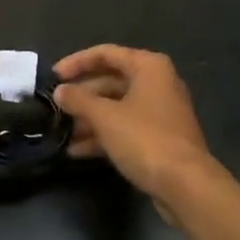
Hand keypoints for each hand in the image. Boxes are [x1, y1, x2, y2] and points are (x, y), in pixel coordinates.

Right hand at [52, 46, 213, 204]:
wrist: (186, 185)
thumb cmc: (145, 139)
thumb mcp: (105, 117)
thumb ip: (79, 100)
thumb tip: (60, 91)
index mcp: (148, 67)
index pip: (105, 54)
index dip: (76, 62)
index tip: (53, 76)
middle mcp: (157, 83)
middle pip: (110, 81)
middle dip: (82, 96)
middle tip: (55, 107)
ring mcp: (160, 112)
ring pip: (117, 107)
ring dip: (89, 119)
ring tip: (61, 132)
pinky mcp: (160, 138)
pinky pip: (126, 128)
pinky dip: (104, 135)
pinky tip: (77, 151)